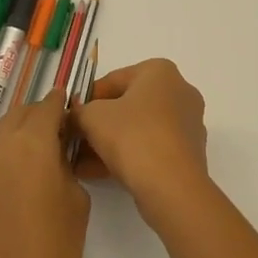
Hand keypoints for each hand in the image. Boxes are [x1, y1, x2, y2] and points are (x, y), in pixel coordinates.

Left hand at [0, 93, 90, 257]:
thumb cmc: (54, 252)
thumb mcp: (77, 201)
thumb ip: (64, 164)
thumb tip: (54, 153)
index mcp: (30, 142)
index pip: (47, 106)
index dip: (61, 104)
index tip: (70, 108)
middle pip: (16, 117)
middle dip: (35, 121)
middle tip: (52, 140)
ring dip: (11, 148)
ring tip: (26, 175)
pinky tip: (2, 206)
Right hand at [71, 59, 210, 216]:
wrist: (171, 186)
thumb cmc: (132, 137)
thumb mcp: (92, 117)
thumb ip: (79, 111)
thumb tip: (75, 115)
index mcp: (160, 71)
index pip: (113, 80)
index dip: (86, 99)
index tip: (69, 117)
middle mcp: (179, 91)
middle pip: (127, 105)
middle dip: (97, 124)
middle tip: (73, 140)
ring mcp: (187, 123)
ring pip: (138, 129)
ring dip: (108, 143)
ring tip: (80, 162)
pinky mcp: (188, 152)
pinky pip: (150, 147)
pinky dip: (126, 156)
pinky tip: (97, 173)